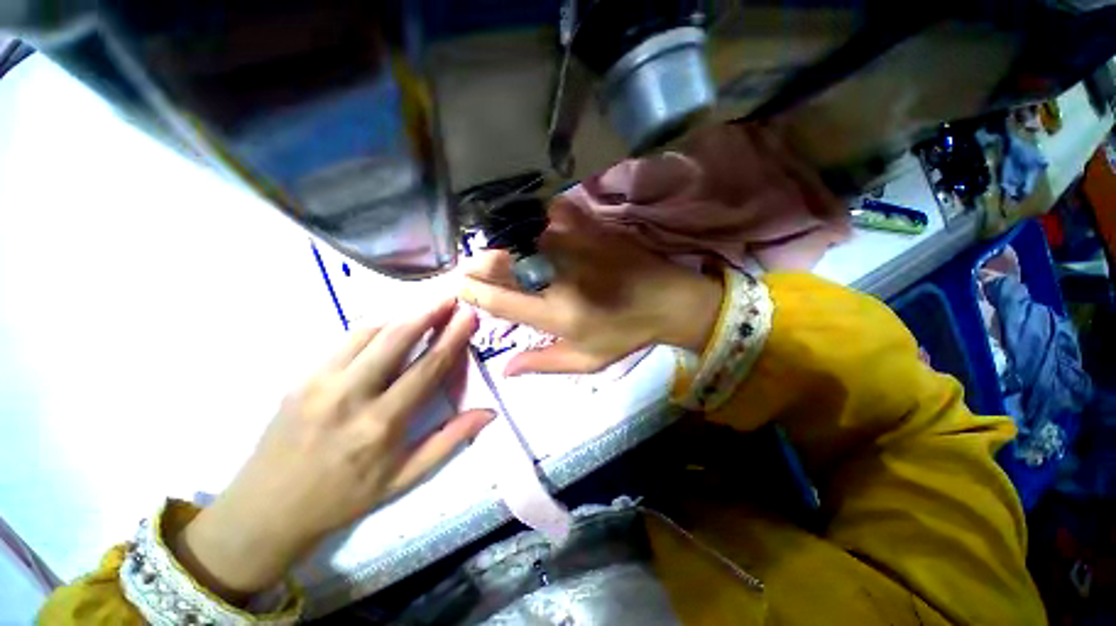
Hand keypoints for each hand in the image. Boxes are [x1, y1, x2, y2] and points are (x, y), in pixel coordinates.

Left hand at [173, 299, 493, 602]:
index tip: (468, 316)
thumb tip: (489, 413)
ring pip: (368, 332)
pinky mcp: (300, 377)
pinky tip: (389, 328)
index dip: (452, 338)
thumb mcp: (404, 479)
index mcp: (381, 424)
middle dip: (427, 313)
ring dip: (401, 317)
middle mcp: (350, 396)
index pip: (427, 368)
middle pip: (396, 338)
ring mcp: (319, 382)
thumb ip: (449, 440)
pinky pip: (344, 341)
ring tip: (425, 309)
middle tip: (449, 298)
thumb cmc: (344, 497)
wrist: (267, 510)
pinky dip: (374, 328)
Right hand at [459, 200, 722, 375]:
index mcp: (556, 314)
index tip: (460, 287)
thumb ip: (543, 363)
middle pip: (502, 264)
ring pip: (520, 238)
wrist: (668, 301)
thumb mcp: (587, 360)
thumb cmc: (625, 334)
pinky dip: (533, 219)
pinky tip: (528, 227)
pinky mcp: (589, 229)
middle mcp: (558, 278)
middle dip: (478, 264)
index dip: (473, 292)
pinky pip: (549, 215)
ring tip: (493, 251)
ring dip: (500, 244)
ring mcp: (573, 248)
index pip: (500, 301)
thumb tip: (504, 369)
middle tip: (470, 268)